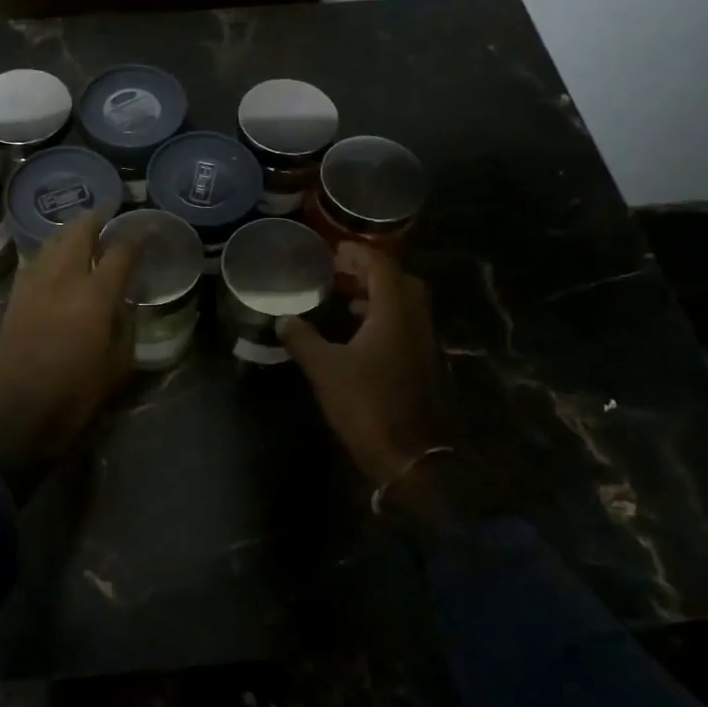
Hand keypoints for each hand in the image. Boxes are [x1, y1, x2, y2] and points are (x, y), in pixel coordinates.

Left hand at [0, 212, 141, 496]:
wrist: (19, 414)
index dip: (135, 238)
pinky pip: (36, 260)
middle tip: (109, 216)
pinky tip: (58, 260)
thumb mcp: (118, 364)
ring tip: (84, 233)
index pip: (120, 251)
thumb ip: (124, 324)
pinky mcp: (15, 296)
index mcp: (95, 296)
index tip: (145, 232)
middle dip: (96, 218)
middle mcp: (63, 279)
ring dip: (70, 232)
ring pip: (52, 241)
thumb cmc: (76, 394)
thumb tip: (122, 302)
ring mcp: (34, 284)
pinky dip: (50, 252)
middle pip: (79, 231)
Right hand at [277, 244, 452, 501]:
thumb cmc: (367, 404)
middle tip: (341, 272)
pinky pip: (404, 325)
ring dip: (378, 295)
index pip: (382, 267)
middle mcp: (415, 321)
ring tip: (345, 298)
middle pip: (399, 281)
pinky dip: (383, 317)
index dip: (359, 254)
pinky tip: (358, 332)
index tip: (334, 250)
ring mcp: (422, 343)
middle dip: (371, 271)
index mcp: (395, 313)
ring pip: (404, 304)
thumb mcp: (325, 369)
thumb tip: (284, 319)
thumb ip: (303, 339)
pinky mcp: (421, 363)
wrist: (409, 456)